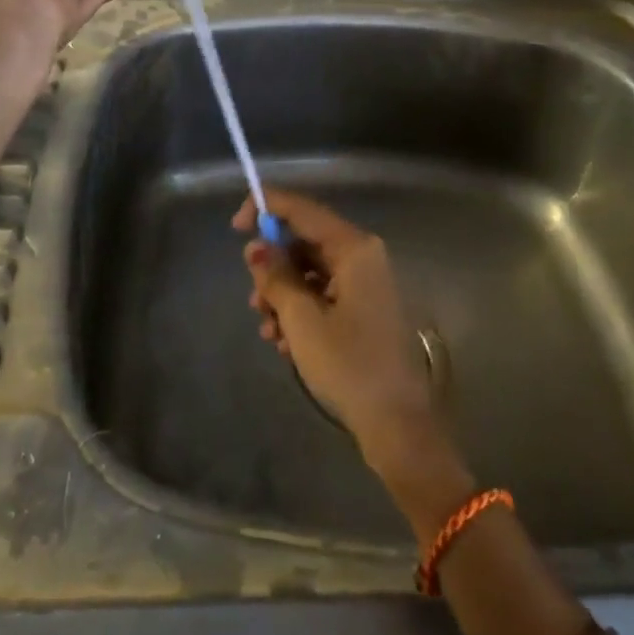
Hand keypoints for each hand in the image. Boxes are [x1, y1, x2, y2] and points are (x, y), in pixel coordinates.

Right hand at [233, 190, 443, 469]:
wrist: (397, 425)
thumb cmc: (349, 365)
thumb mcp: (302, 320)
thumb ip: (275, 276)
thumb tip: (256, 247)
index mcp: (354, 247)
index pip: (302, 209)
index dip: (265, 208)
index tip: (236, 228)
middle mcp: (362, 255)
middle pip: (305, 241)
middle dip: (273, 267)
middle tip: (254, 299)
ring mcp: (364, 282)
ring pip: (309, 270)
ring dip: (282, 294)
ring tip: (268, 332)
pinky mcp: (362, 308)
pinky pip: (322, 293)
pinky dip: (299, 310)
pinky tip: (283, 343)